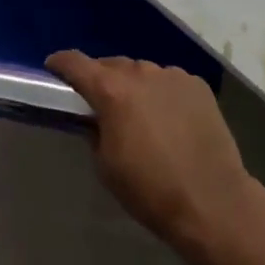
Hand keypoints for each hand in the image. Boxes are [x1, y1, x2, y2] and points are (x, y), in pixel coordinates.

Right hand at [45, 52, 254, 256]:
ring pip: (142, 72)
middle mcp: (141, 73)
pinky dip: (162, 93)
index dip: (60, 64)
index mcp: (111, 91)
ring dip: (134, 86)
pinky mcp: (198, 85)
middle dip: (101, 79)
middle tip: (99, 102)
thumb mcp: (106, 165)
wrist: (212, 201)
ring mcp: (173, 75)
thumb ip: (94, 132)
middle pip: (111, 65)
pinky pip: (169, 82)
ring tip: (138, 112)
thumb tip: (96, 119)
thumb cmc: (150, 189)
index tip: (52, 69)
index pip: (75, 63)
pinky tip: (169, 118)